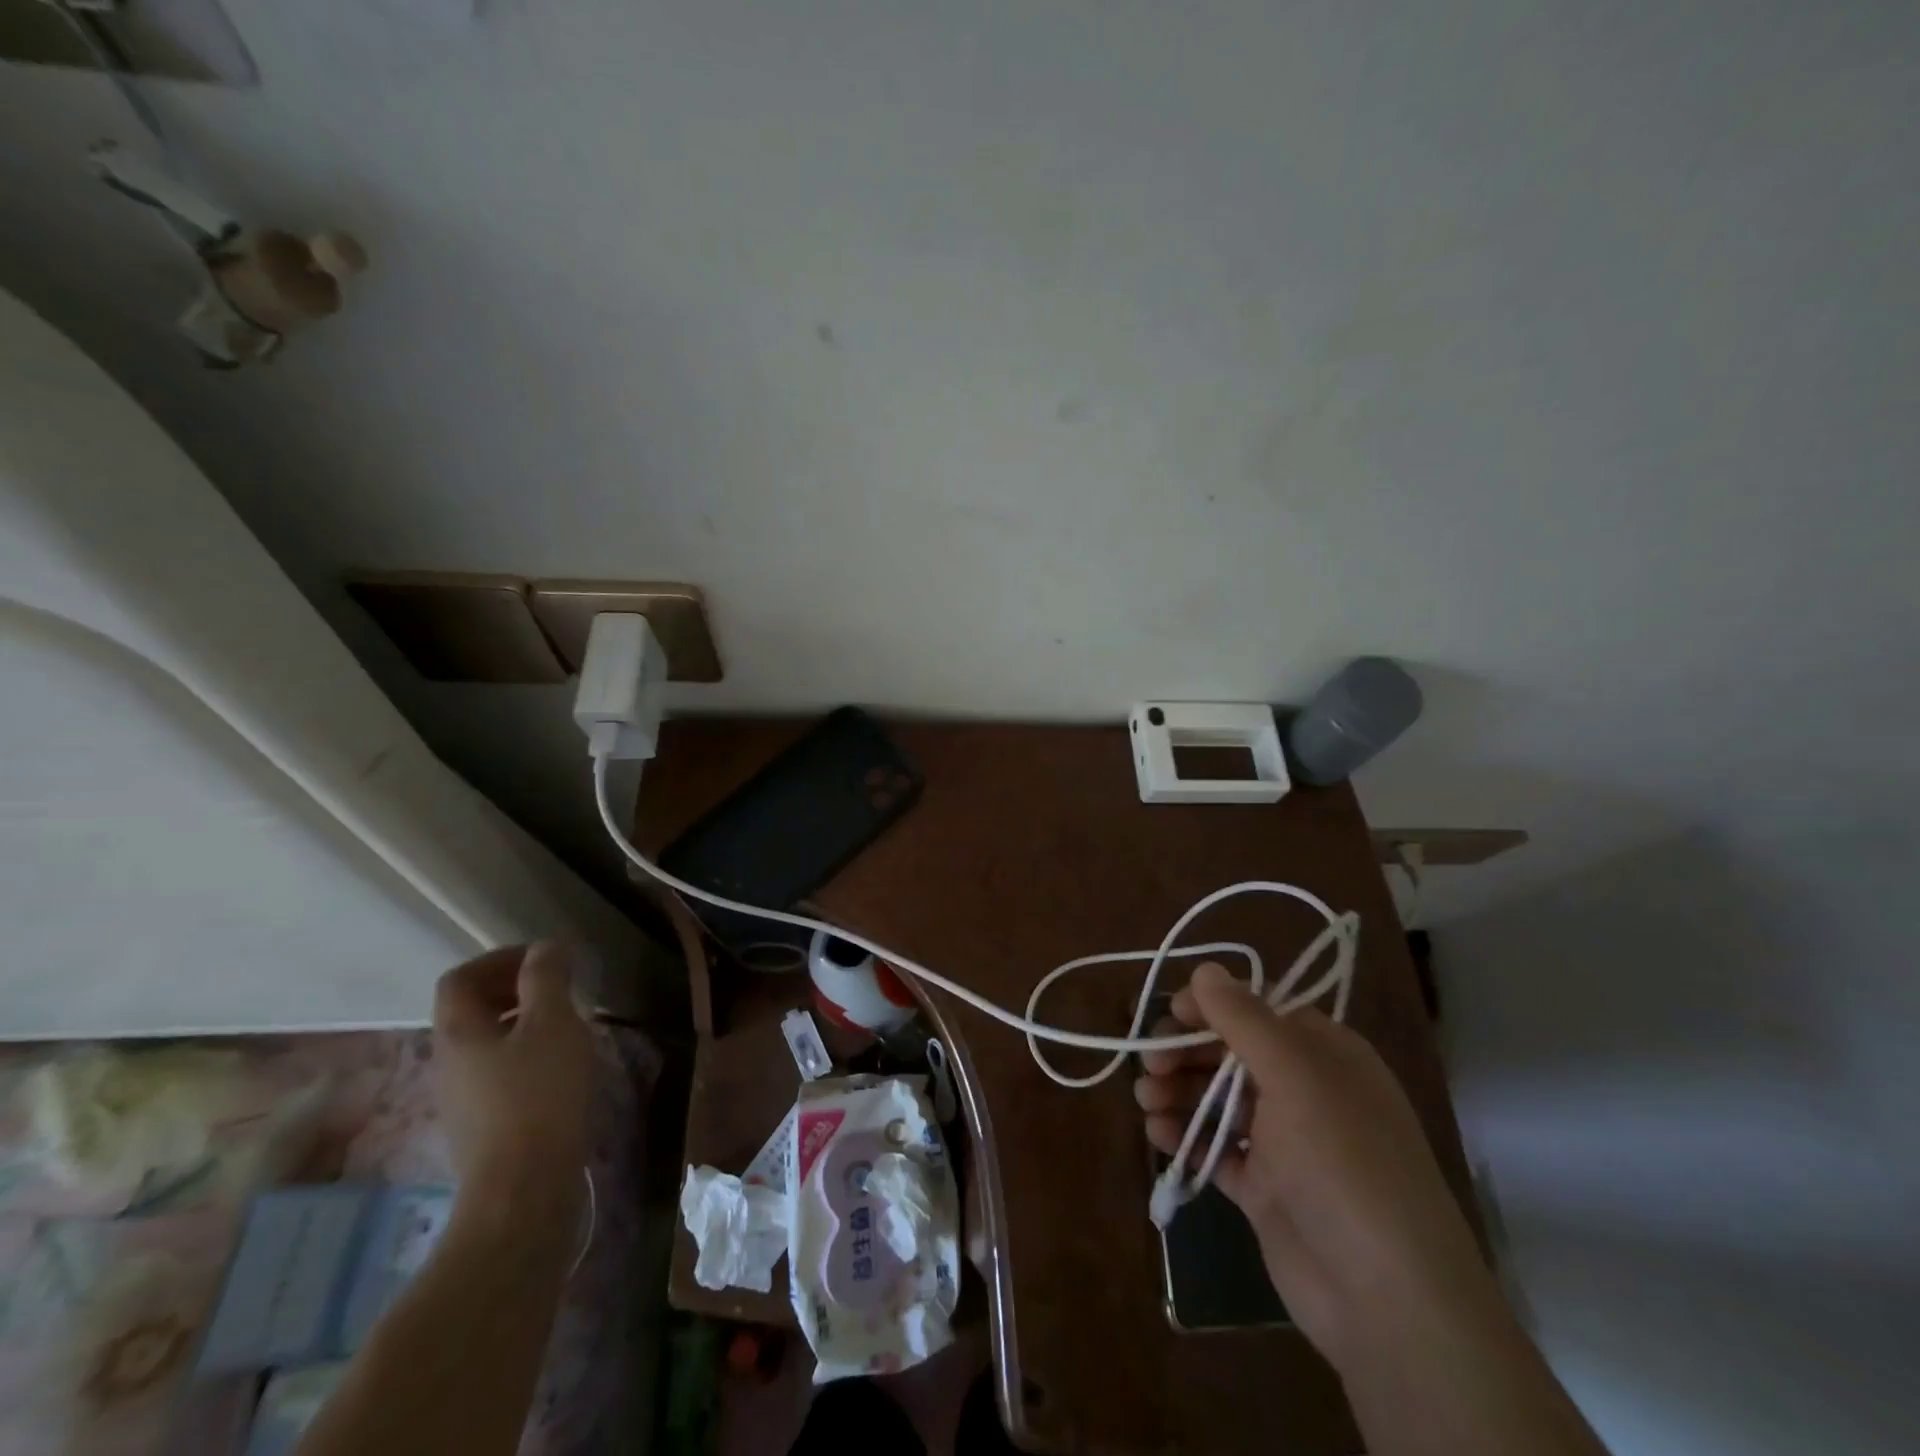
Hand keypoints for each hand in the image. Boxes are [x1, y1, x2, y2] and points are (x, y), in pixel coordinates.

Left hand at [433, 942, 593, 1204]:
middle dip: (514, 988)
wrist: (524, 1190)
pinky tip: (561, 1066)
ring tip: (568, 1023)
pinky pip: (499, 1070)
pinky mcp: (483, 1124)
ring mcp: (462, 1097)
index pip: (460, 978)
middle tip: (560, 986)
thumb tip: (545, 948)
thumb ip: (547, 978)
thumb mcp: (552, 1023)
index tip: (545, 958)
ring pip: (487, 1041)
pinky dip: (527, 1053)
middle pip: (470, 1009)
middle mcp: (448, 1062)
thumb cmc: (539, 1095)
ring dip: (523, 1021)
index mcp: (457, 1032)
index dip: (500, 958)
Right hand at [1135, 961, 1503, 1361]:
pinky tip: (1158, 1135)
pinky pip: (1217, 1149)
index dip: (1211, 1007)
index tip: (1170, 1013)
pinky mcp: (1265, 1189)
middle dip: (1185, 1053)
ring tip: (1145, 1102)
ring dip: (1178, 1093)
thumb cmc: (1343, 1161)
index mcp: (1323, 1054)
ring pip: (1218, 1100)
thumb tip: (1206, 969)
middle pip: (1230, 1054)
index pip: (1258, 1011)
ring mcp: (1285, 1143)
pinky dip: (1187, 1137)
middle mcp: (1305, 1091)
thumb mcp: (1294, 1074)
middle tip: (1149, 1064)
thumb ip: (1243, 1018)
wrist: (1387, 1298)